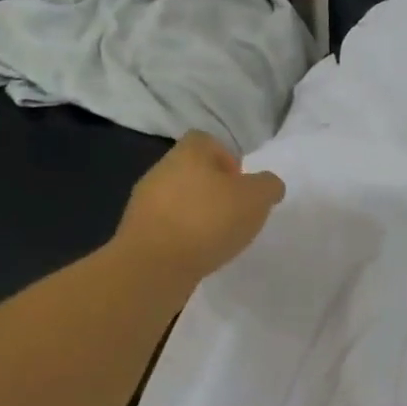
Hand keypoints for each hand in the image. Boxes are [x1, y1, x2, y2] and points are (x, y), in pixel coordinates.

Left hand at [113, 132, 285, 277]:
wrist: (155, 264)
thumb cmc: (209, 220)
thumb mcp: (256, 198)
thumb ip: (268, 186)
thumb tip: (268, 185)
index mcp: (189, 154)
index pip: (207, 141)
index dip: (228, 158)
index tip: (242, 185)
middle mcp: (162, 170)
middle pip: (193, 171)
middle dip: (215, 190)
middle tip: (236, 213)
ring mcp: (145, 201)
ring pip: (179, 199)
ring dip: (199, 214)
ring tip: (219, 238)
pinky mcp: (138, 231)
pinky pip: (168, 225)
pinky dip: (185, 235)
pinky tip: (198, 252)